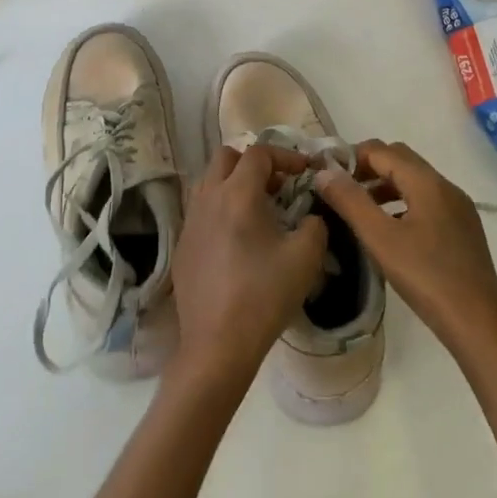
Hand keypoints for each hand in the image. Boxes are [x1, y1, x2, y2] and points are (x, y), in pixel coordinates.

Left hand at [170, 145, 329, 389]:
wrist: (217, 344)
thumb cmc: (264, 295)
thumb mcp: (306, 257)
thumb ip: (315, 225)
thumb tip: (310, 216)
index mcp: (238, 194)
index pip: (259, 153)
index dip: (285, 156)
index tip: (305, 172)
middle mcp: (208, 198)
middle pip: (226, 157)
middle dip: (254, 163)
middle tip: (278, 186)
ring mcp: (190, 221)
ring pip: (208, 181)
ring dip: (233, 183)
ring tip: (257, 209)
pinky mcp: (181, 244)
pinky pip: (201, 211)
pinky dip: (220, 209)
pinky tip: (236, 240)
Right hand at [312, 140, 496, 362]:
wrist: (478, 325)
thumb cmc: (426, 278)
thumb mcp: (380, 239)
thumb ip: (350, 201)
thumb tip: (325, 172)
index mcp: (428, 183)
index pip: (382, 151)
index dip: (352, 157)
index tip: (327, 175)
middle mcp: (447, 187)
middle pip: (401, 160)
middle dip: (368, 168)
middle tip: (342, 191)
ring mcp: (459, 208)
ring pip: (415, 181)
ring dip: (385, 186)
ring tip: (360, 210)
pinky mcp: (464, 229)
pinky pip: (427, 201)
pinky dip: (403, 203)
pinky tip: (390, 230)